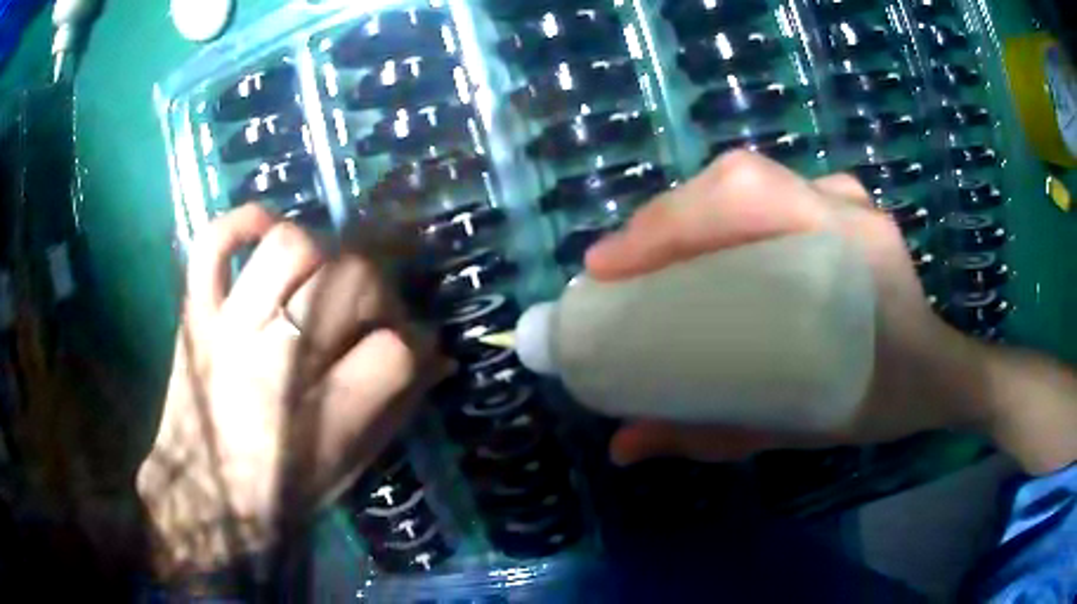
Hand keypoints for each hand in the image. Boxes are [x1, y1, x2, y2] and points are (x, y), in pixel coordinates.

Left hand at [136, 205, 445, 579]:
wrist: (202, 499)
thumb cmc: (280, 495)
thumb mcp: (349, 468)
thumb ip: (394, 408)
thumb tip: (433, 354)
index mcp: (321, 417)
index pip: (394, 351)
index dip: (411, 346)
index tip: (405, 350)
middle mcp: (275, 362)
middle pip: (350, 279)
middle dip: (376, 291)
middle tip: (367, 312)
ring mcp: (227, 327)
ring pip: (289, 246)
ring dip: (320, 255)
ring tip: (318, 281)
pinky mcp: (195, 313)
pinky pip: (213, 243)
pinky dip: (243, 223)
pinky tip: (265, 233)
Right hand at [586, 151, 998, 466]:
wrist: (937, 373)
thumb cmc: (883, 400)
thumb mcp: (801, 427)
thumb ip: (714, 436)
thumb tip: (623, 447)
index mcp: (851, 249)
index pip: (747, 197)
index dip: (670, 220)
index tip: (607, 267)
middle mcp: (843, 206)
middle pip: (737, 179)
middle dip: (665, 217)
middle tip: (617, 269)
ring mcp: (842, 198)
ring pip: (747, 179)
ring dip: (688, 212)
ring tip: (647, 259)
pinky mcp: (837, 204)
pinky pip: (766, 192)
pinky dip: (719, 212)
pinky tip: (699, 246)